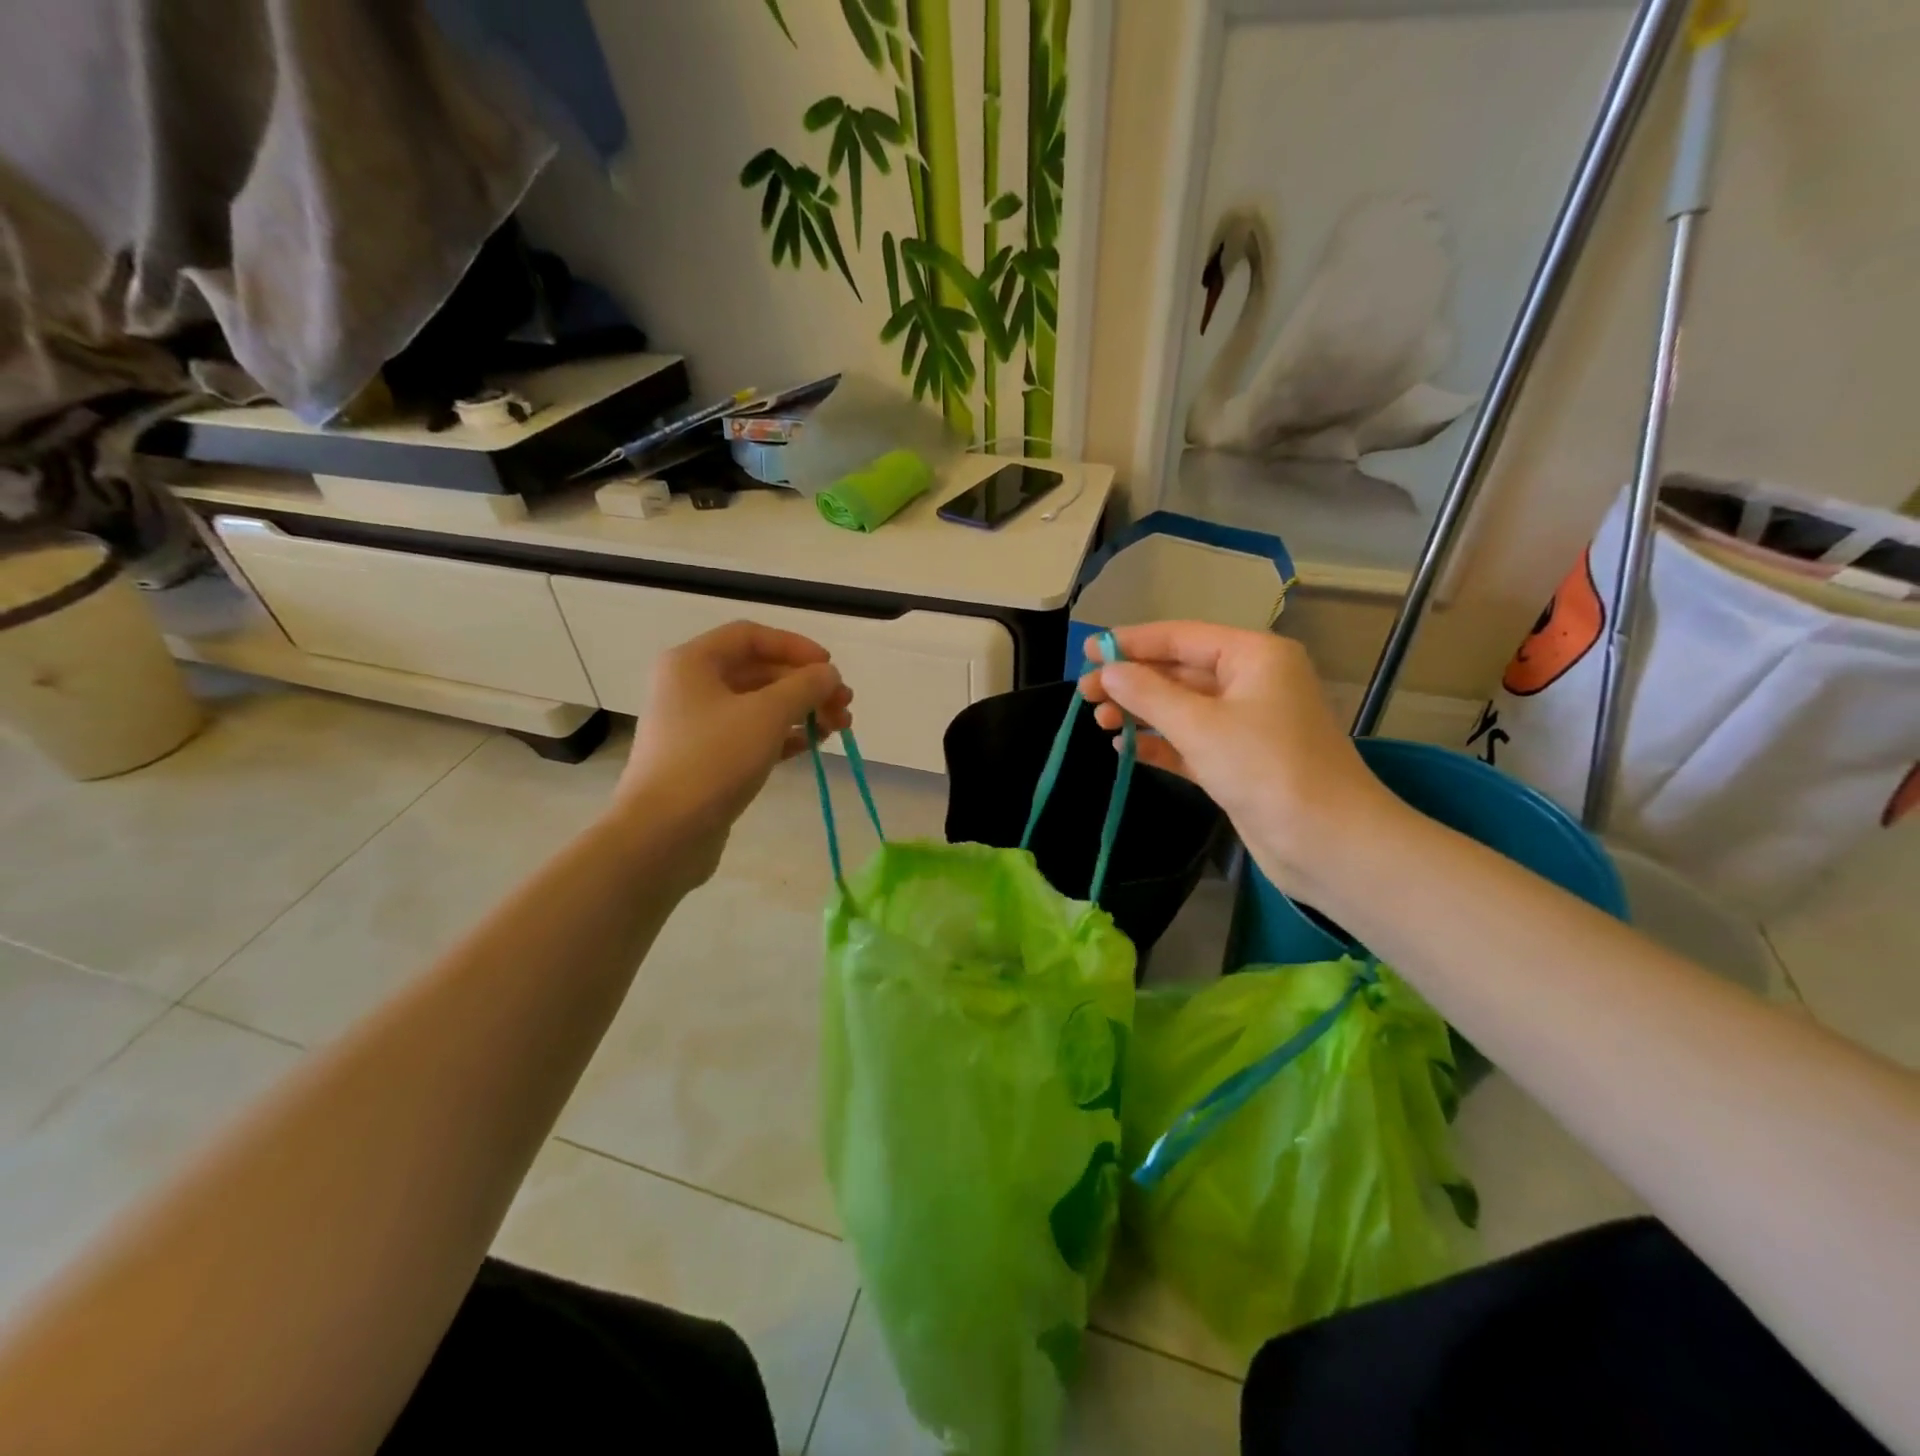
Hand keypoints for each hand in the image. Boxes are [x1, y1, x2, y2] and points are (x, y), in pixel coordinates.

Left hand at [612, 621, 851, 887]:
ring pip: (759, 707)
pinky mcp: (706, 761)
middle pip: (759, 672)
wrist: (662, 834)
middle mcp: (690, 688)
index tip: (830, 668)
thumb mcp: (767, 715)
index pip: (751, 636)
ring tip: (839, 728)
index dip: (795, 646)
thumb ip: (805, 686)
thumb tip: (828, 674)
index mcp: (693, 663)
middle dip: (806, 686)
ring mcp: (697, 727)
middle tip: (844, 705)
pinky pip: (752, 736)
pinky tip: (813, 746)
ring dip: (801, 712)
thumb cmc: (713, 760)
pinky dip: (784, 736)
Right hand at [1079, 622, 1405, 902]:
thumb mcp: (1200, 725)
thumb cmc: (1266, 768)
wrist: (1327, 842)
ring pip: (1182, 708)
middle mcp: (1252, 682)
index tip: (1087, 651)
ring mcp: (1247, 724)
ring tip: (1099, 721)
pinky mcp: (1239, 762)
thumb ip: (1148, 694)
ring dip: (1141, 713)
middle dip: (1132, 681)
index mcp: (1253, 656)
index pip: (1181, 637)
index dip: (1131, 642)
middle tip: (1085, 694)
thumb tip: (1108, 670)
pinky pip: (1190, 741)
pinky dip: (1160, 742)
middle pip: (1179, 671)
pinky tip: (1125, 747)